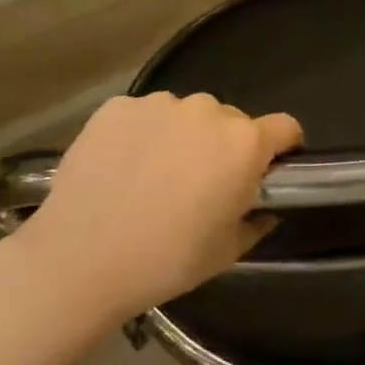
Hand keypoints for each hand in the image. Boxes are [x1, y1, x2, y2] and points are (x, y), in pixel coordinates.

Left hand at [16, 93, 302, 323]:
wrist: (79, 260)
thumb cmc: (166, 260)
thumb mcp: (228, 251)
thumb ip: (257, 220)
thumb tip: (264, 207)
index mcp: (244, 143)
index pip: (285, 127)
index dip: (283, 147)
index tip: (268, 169)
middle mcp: (207, 110)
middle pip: (232, 120)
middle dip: (225, 145)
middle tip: (201, 183)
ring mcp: (159, 104)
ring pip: (186, 115)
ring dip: (183, 136)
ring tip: (154, 175)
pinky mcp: (117, 106)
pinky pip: (144, 115)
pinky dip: (142, 134)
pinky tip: (122, 167)